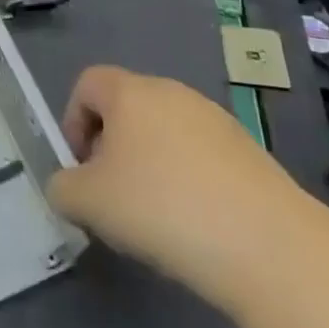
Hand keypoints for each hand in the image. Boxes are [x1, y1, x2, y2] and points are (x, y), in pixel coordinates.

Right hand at [47, 66, 307, 310]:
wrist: (266, 244)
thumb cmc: (161, 208)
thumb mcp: (88, 202)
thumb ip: (62, 187)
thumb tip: (69, 186)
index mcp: (130, 92)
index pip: (87, 83)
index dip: (73, 121)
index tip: (80, 168)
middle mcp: (172, 92)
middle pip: (127, 107)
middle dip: (111, 148)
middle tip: (112, 196)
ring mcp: (215, 119)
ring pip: (165, 133)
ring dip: (150, 165)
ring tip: (156, 217)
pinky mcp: (248, 151)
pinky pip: (200, 156)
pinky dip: (188, 180)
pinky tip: (196, 225)